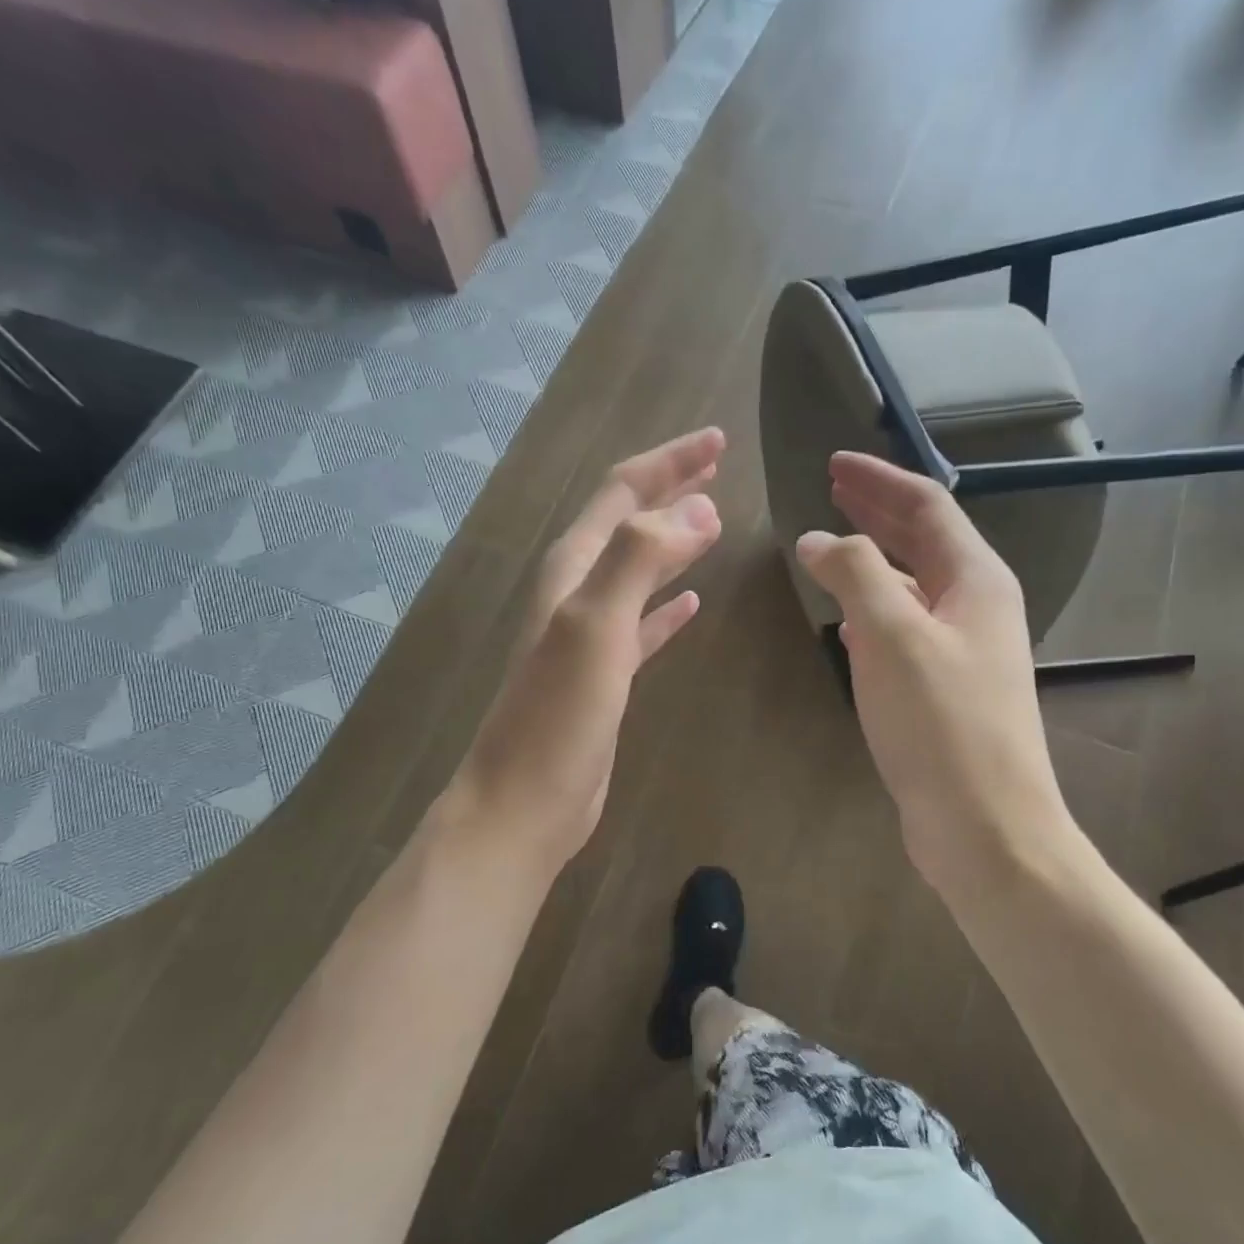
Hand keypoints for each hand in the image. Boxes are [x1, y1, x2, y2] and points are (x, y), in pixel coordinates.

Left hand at [450, 429, 725, 875]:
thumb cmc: (558, 715)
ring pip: (639, 570)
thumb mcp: (595, 625)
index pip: (622, 493)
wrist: (526, 802)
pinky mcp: (607, 675)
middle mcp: (579, 591)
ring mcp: (592, 635)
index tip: (718, 442)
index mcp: (573, 569)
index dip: (669, 462)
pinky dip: (668, 606)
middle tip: (716, 465)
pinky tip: (694, 603)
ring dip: (673, 541)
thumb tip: (698, 509)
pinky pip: (645, 625)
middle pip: (629, 523)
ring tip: (712, 520)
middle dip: (670, 489)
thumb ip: (640, 559)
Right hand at [796, 452, 1072, 903]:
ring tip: (832, 547)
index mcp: (976, 581)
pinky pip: (905, 631)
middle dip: (877, 511)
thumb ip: (855, 575)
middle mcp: (976, 607)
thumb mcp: (894, 636)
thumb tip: (819, 539)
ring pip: (912, 587)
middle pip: (923, 541)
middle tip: (831, 489)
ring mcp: (962, 652)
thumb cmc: (943, 724)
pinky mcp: (943, 691)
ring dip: (873, 561)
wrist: (985, 827)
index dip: (879, 480)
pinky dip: (875, 612)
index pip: (926, 508)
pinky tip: (848, 621)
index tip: (833, 463)